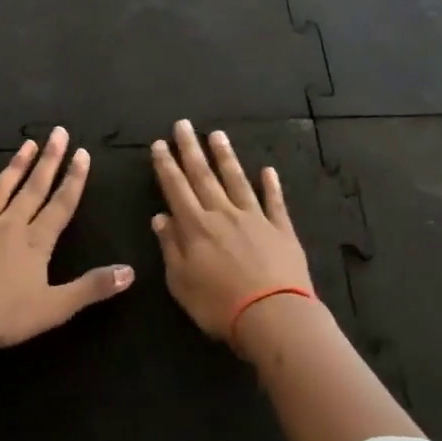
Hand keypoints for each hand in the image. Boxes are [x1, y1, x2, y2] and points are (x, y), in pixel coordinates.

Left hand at [0, 127, 133, 349]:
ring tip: (26, 145)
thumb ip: (91, 288)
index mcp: (35, 242)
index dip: (74, 179)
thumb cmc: (2, 316)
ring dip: (14, 167)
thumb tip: (130, 271)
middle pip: (33, 189)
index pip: (60, 205)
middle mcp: (8, 226)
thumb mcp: (54, 308)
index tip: (82, 153)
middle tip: (58, 132)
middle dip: (49, 160)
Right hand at [150, 120, 315, 343]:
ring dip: (226, 157)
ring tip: (217, 134)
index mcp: (195, 227)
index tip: (160, 143)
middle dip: (190, 149)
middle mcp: (223, 214)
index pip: (176, 188)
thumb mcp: (181, 282)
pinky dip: (271, 185)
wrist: (273, 316)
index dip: (166, 165)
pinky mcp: (281, 229)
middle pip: (204, 176)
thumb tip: (160, 217)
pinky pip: (274, 202)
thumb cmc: (219, 305)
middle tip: (183, 124)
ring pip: (237, 180)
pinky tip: (268, 170)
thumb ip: (170, 247)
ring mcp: (255, 218)